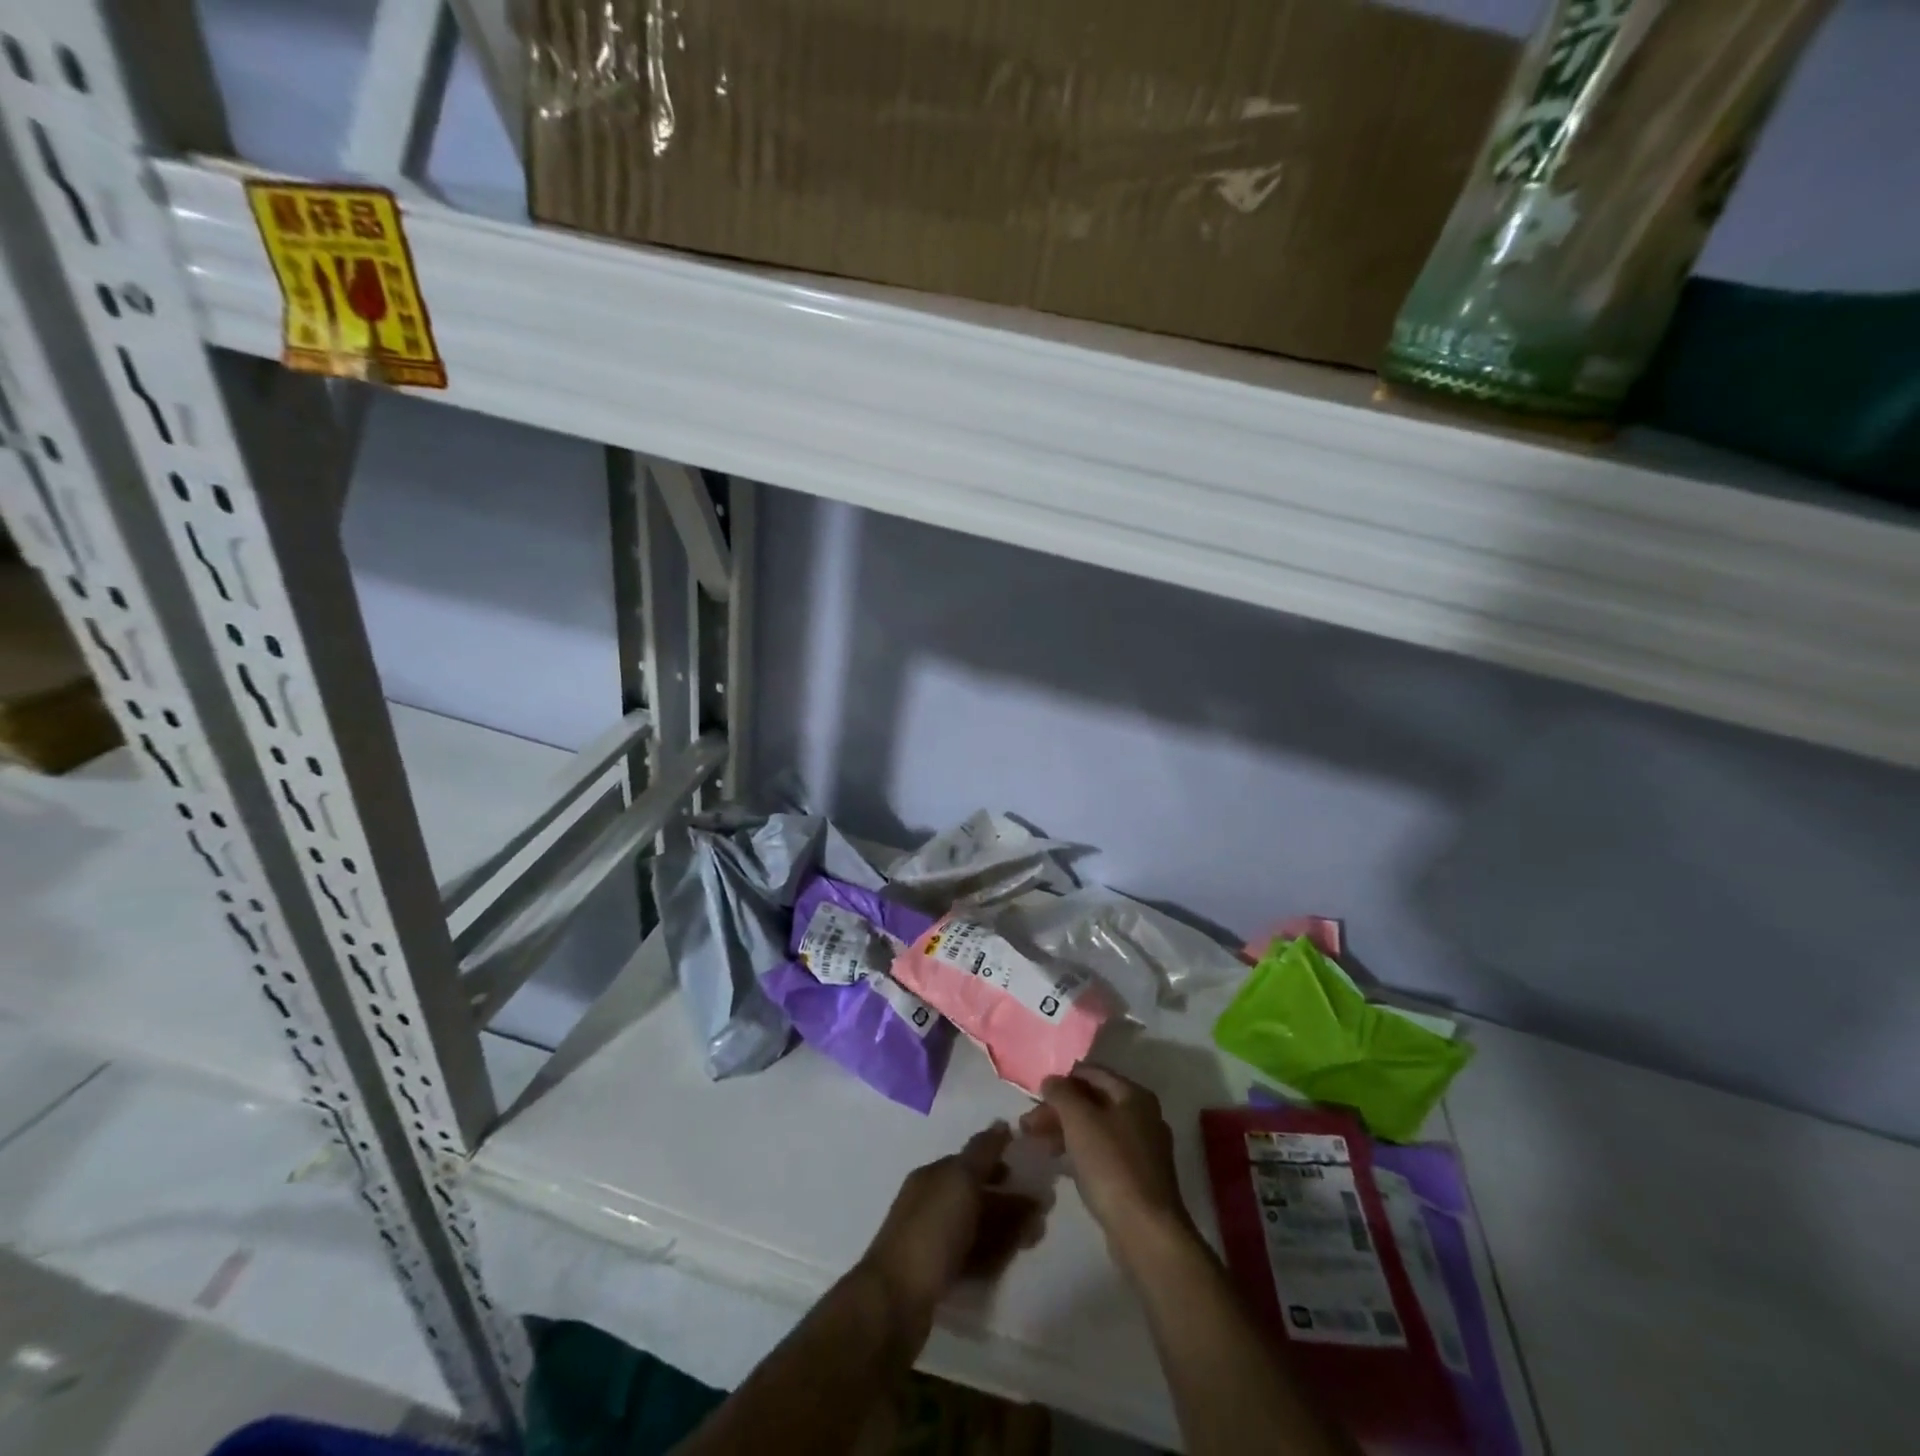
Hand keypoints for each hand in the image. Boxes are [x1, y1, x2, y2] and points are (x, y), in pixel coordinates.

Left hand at [858, 1122, 1042, 1345]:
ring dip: (1008, 1229)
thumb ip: (982, 1152)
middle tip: (1044, 1210)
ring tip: (1037, 1236)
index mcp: (934, 1176)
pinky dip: (994, 1255)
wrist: (895, 1300)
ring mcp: (934, 1241)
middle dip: (1011, 1200)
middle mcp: (933, 1203)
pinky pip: (973, 1257)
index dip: (1001, 1163)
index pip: (972, 1161)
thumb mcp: (960, 1180)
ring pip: (978, 1228)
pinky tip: (1012, 1260)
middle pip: (978, 1196)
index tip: (1033, 1172)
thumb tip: (1001, 1124)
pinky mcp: (938, 1276)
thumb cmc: (931, 1230)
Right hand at [1020, 1068, 1193, 1263]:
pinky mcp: (1137, 1179)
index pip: (1092, 1072)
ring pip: (1096, 1129)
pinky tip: (1059, 1163)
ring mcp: (1142, 1150)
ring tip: (1037, 1144)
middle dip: (1059, 1110)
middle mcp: (1143, 1117)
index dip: (1062, 1079)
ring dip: (1065, 1132)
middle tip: (1027, 1124)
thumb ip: (1061, 1093)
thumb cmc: (1111, 1165)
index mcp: (1134, 1095)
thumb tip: (1051, 1080)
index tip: (1036, 1094)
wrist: (1146, 1232)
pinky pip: (1102, 1154)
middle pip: (1093, 1102)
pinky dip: (1079, 1153)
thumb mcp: (1079, 1120)